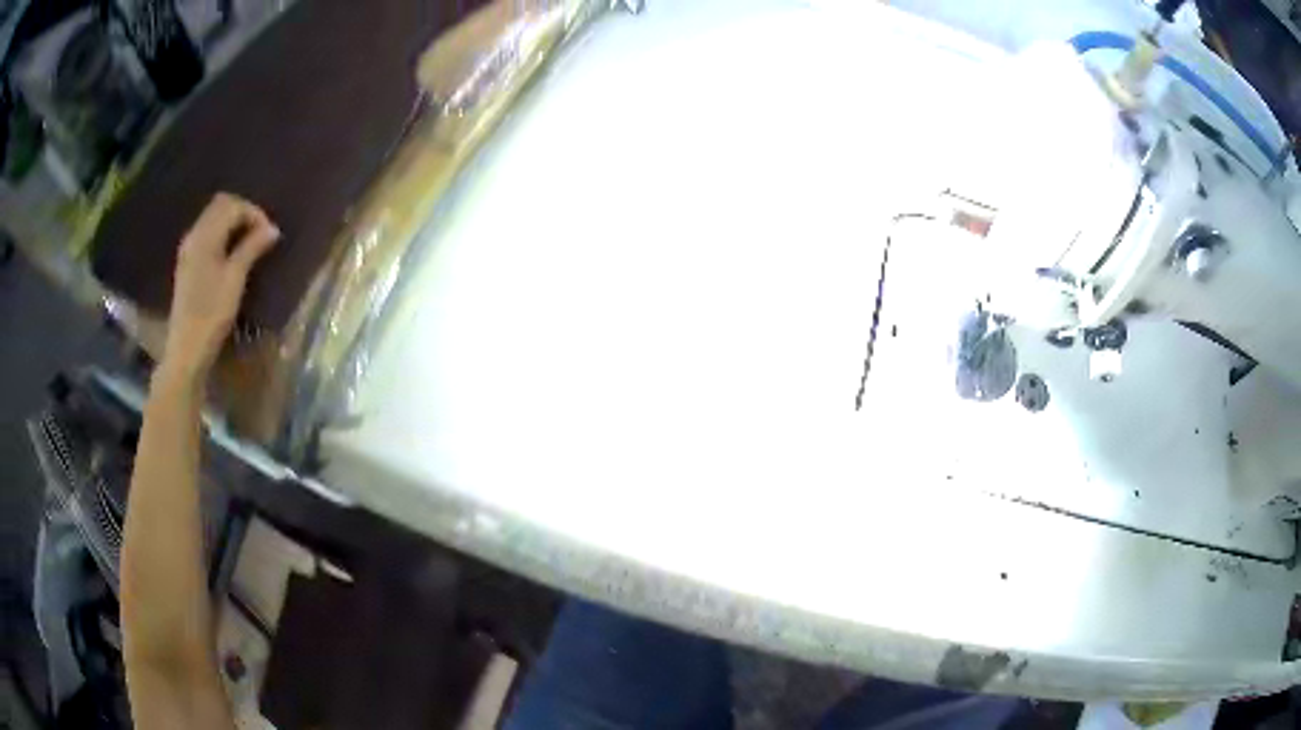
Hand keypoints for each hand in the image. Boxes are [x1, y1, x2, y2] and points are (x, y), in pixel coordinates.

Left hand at [162, 193, 279, 383]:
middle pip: (220, 206)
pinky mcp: (187, 263)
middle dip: (243, 213)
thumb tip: (272, 228)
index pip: (232, 206)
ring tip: (250, 244)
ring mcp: (188, 249)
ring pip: (212, 218)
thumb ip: (252, 248)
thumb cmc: (212, 315)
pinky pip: (206, 234)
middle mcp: (194, 235)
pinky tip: (232, 254)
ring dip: (232, 223)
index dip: (254, 213)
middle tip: (261, 234)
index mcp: (205, 236)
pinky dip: (222, 235)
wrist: (186, 349)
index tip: (270, 234)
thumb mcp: (235, 280)